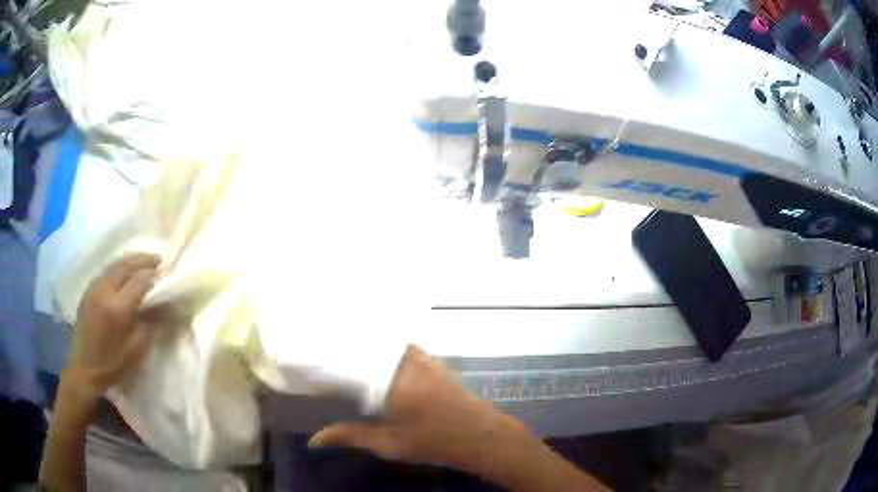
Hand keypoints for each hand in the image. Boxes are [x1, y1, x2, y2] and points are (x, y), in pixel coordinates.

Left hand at [66, 253, 160, 398]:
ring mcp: (93, 289)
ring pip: (113, 266)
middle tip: (156, 259)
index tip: (164, 274)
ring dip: (129, 262)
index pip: (138, 281)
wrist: (83, 369)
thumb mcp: (135, 350)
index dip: (152, 275)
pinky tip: (123, 275)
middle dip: (141, 260)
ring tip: (141, 263)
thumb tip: (163, 308)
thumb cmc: (112, 365)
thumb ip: (150, 325)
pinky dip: (117, 269)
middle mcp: (104, 292)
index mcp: (117, 309)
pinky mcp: (87, 292)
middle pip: (124, 265)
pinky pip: (105, 273)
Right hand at [309, 345, 527, 475]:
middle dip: (347, 345)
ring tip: (347, 345)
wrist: (480, 436)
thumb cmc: (434, 444)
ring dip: (369, 343)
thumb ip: (351, 436)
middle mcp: (407, 364)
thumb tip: (314, 439)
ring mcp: (424, 359)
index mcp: (392, 384)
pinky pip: (405, 346)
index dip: (330, 358)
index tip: (312, 356)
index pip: (352, 363)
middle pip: (369, 346)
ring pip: (388, 343)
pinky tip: (380, 352)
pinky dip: (389, 346)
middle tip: (325, 346)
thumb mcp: (390, 444)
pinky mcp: (435, 361)